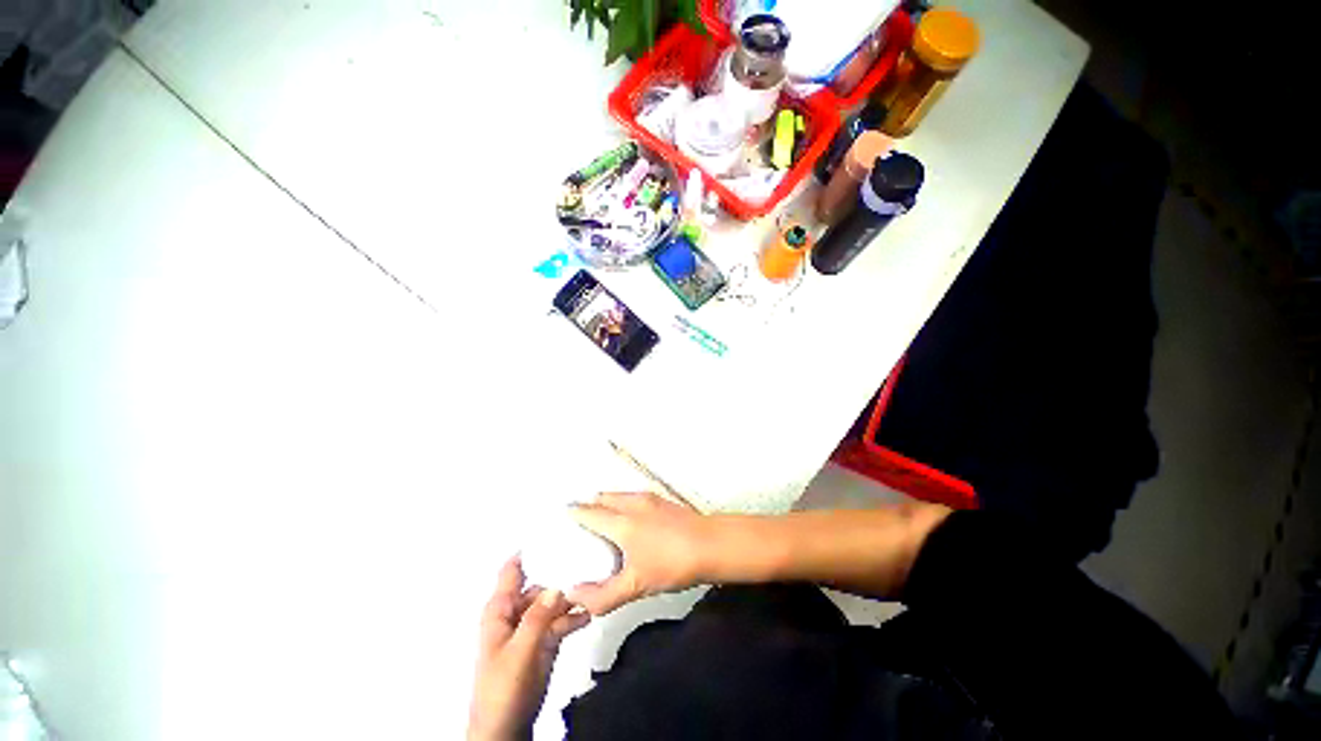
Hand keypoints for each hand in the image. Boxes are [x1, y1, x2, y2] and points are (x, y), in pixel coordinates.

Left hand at [468, 556, 589, 740]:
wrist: (506, 729)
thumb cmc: (502, 688)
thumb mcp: (519, 651)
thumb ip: (537, 617)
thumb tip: (556, 585)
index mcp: (501, 610)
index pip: (513, 570)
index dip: (530, 549)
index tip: (553, 529)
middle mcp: (516, 613)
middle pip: (540, 584)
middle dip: (560, 574)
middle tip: (587, 559)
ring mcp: (531, 628)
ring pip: (553, 601)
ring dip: (570, 597)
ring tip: (593, 588)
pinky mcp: (544, 642)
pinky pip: (561, 620)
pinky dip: (573, 616)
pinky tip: (588, 613)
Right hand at [569, 492, 711, 615]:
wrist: (711, 544)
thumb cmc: (671, 564)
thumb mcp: (635, 586)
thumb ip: (602, 595)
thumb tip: (573, 594)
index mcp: (621, 522)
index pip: (589, 512)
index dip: (574, 513)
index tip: (562, 515)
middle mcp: (632, 504)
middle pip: (603, 498)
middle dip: (590, 504)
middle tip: (580, 517)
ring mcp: (649, 499)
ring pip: (619, 495)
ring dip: (607, 500)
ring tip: (602, 514)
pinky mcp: (662, 500)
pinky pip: (633, 496)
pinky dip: (623, 501)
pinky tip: (630, 515)